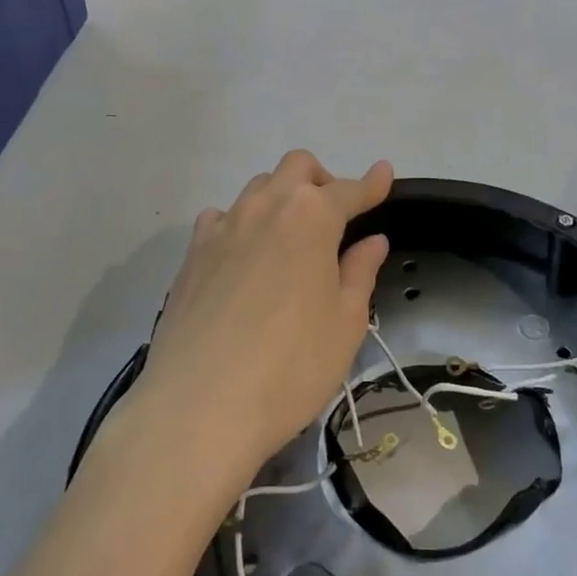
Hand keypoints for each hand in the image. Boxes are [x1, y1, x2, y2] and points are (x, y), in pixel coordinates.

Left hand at [137, 151, 393, 474]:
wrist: (198, 408)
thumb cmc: (290, 366)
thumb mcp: (345, 323)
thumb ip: (360, 272)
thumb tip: (372, 241)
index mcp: (311, 217)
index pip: (349, 190)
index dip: (371, 184)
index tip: (384, 174)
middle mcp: (266, 206)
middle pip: (297, 168)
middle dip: (321, 180)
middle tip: (334, 219)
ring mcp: (224, 227)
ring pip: (258, 188)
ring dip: (281, 199)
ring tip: (289, 240)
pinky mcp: (192, 254)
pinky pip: (221, 217)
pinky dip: (240, 223)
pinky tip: (243, 256)